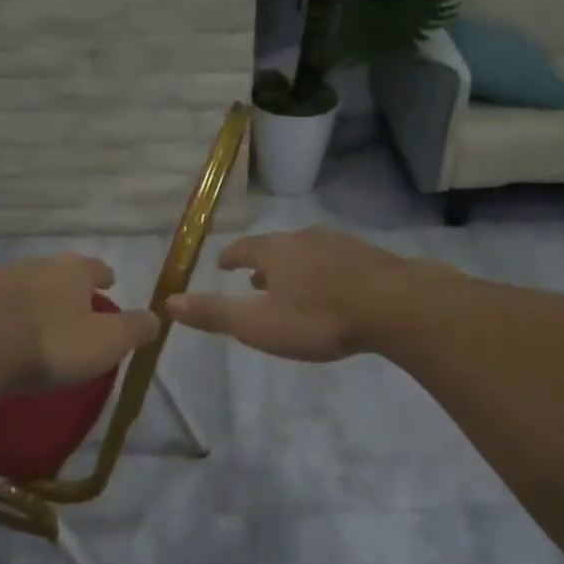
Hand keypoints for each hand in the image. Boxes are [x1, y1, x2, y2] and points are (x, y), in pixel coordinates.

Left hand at [0, 254, 159, 391]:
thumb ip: (134, 329)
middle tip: (71, 305)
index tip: (109, 282)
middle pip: (53, 273)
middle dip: (63, 287)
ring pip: (18, 286)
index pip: (94, 268)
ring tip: (33, 320)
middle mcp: (31, 267)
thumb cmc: (51, 344)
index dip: (103, 276)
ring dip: (27, 299)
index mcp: (70, 272)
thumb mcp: (107, 342)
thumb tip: (156, 317)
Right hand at [166, 228, 427, 361]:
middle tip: (254, 279)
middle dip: (263, 263)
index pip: (243, 248)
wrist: (395, 306)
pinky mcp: (371, 257)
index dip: (230, 257)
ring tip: (292, 286)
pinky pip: (337, 262)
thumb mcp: (258, 324)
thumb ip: (214, 313)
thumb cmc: (318, 318)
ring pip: (308, 253)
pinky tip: (334, 289)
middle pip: (277, 248)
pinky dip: (324, 273)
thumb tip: (168, 302)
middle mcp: (306, 239)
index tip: (222, 264)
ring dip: (295, 268)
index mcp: (275, 251)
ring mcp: (341, 245)